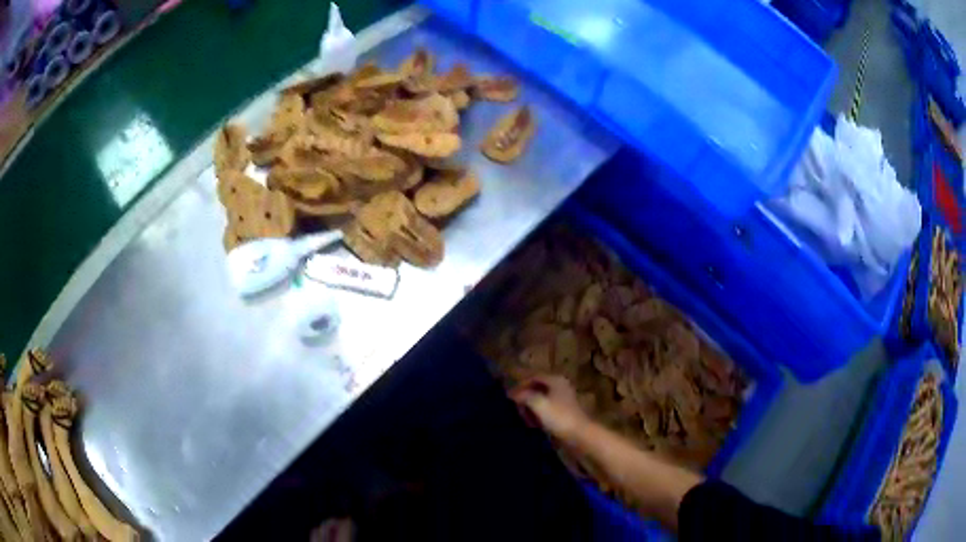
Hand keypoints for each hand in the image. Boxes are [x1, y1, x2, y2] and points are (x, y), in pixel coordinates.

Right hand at [510, 375, 590, 443]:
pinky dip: (537, 414)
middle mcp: (560, 386)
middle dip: (525, 397)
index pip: (533, 377)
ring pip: (541, 400)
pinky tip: (533, 424)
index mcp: (555, 380)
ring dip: (530, 407)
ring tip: (523, 417)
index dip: (520, 385)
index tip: (509, 397)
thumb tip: (513, 394)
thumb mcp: (538, 403)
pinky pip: (546, 409)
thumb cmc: (559, 417)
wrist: (579, 434)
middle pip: (537, 388)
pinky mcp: (563, 412)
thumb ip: (524, 396)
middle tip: (516, 408)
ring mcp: (563, 400)